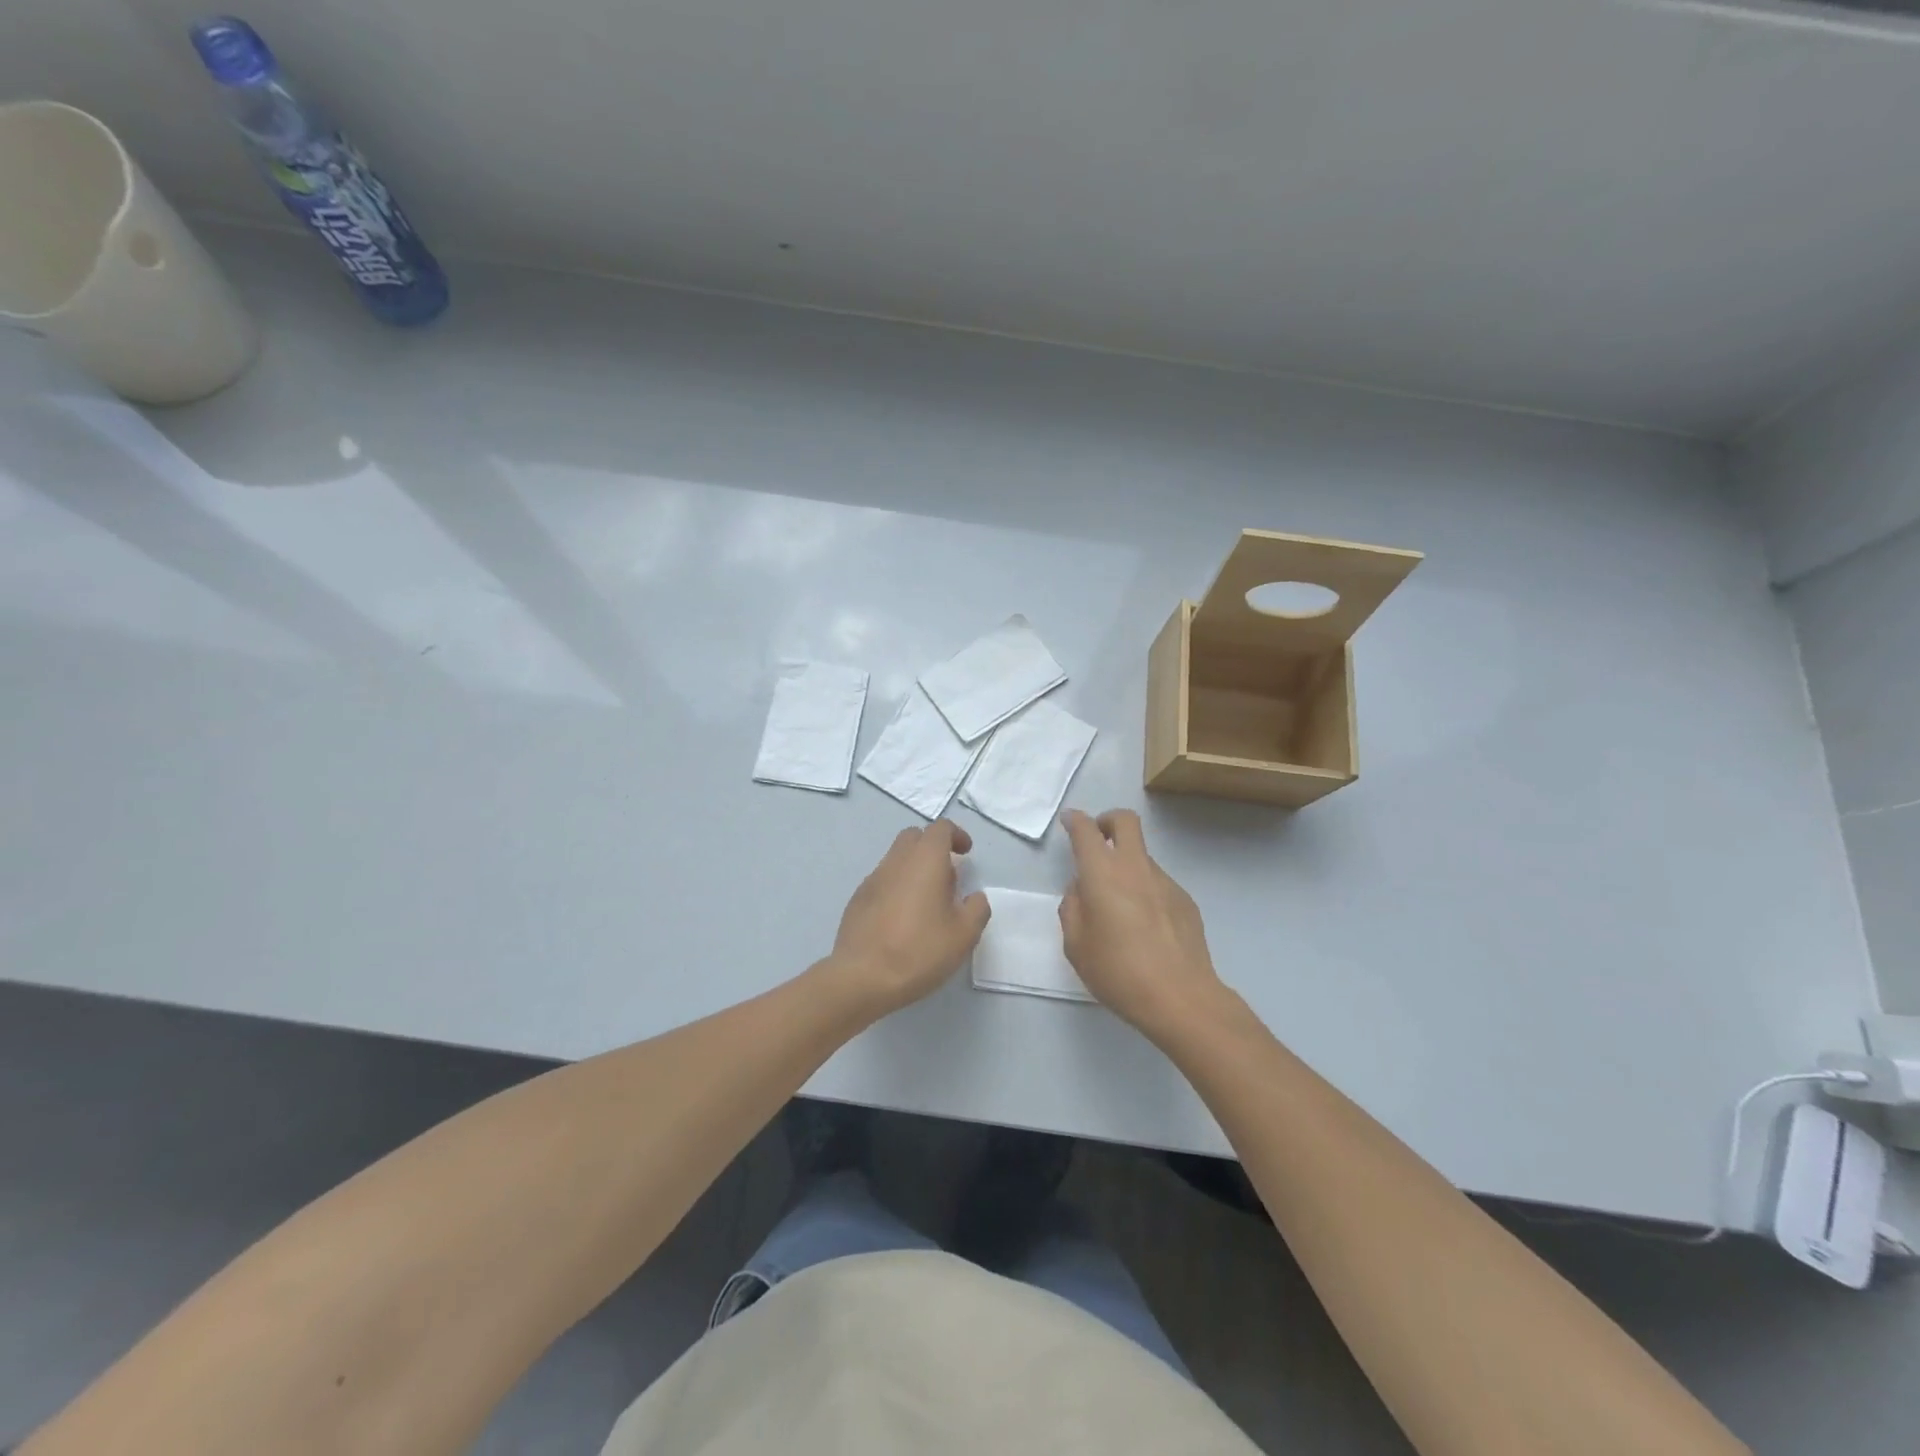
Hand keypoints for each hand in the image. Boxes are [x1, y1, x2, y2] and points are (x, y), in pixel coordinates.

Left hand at [830, 820, 990, 1015]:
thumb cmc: (919, 950)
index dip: (956, 835)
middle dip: (933, 847)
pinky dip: (896, 887)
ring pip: (896, 858)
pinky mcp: (857, 899)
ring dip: (914, 868)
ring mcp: (872, 879)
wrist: (862, 977)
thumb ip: (977, 909)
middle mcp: (896, 861)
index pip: (940, 828)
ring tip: (927, 902)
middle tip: (947, 875)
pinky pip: (882, 881)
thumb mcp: (964, 935)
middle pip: (914, 837)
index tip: (966, 853)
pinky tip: (902, 918)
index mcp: (925, 860)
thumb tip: (974, 897)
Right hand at [1059, 809, 1224, 1039]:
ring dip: (1127, 866)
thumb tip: (1081, 890)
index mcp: (1102, 873)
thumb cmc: (1118, 971)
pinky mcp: (1185, 900)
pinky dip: (1146, 892)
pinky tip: (1145, 929)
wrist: (1180, 997)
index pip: (1086, 831)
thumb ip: (1072, 909)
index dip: (1076, 821)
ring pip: (1142, 857)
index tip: (1070, 822)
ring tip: (1119, 909)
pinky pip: (1158, 885)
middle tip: (1098, 841)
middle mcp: (1135, 867)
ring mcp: (1165, 882)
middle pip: (1125, 821)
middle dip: (1108, 821)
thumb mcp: (1076, 945)